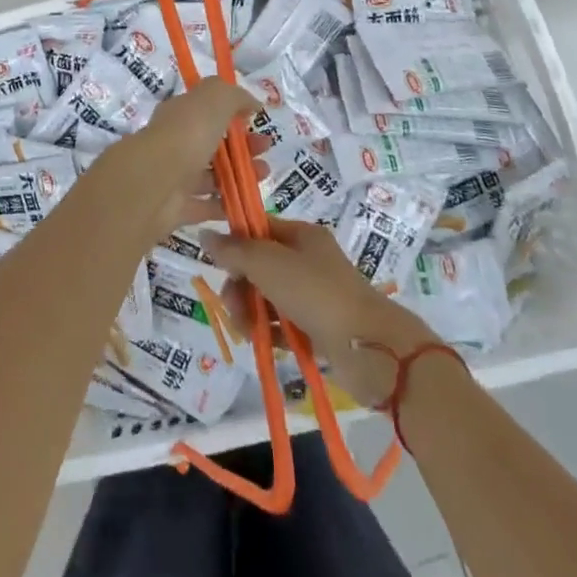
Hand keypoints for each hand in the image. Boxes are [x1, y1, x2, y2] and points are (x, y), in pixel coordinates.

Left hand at [92, 78, 260, 239]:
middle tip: (267, 149)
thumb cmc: (186, 134)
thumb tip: (252, 102)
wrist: (154, 183)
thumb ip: (235, 95)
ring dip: (240, 174)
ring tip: (265, 174)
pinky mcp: (176, 209)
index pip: (206, 110)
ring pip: (212, 175)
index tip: (256, 119)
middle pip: (212, 144)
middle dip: (243, 145)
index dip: (232, 113)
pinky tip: (247, 204)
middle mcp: (174, 143)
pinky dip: (226, 205)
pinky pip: (206, 206)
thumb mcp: (215, 98)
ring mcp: (174, 177)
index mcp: (179, 114)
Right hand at [203, 219, 438, 407]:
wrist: (371, 348)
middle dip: (240, 285)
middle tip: (232, 306)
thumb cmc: (317, 294)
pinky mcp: (319, 327)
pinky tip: (261, 342)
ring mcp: (315, 294)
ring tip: (246, 331)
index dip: (236, 243)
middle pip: (260, 265)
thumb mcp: (269, 264)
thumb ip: (235, 251)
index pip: (258, 228)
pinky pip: (283, 323)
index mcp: (302, 235)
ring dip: (250, 311)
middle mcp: (309, 260)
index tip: (218, 265)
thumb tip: (205, 233)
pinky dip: (269, 331)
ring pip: (268, 296)